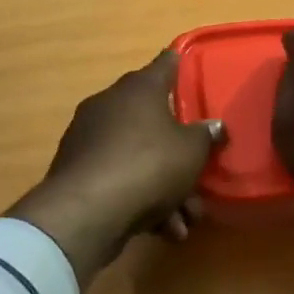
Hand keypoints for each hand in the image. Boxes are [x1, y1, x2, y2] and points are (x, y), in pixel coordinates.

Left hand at [9, 51, 223, 288]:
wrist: (86, 212)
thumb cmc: (148, 164)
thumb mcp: (192, 151)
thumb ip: (206, 135)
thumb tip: (215, 126)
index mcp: (139, 88)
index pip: (166, 63)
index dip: (181, 64)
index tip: (191, 65)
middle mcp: (111, 104)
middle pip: (155, 120)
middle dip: (180, 153)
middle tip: (199, 176)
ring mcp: (89, 138)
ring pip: (139, 156)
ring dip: (166, 188)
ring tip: (184, 221)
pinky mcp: (78, 172)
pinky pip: (120, 178)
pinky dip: (141, 200)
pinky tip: (162, 230)